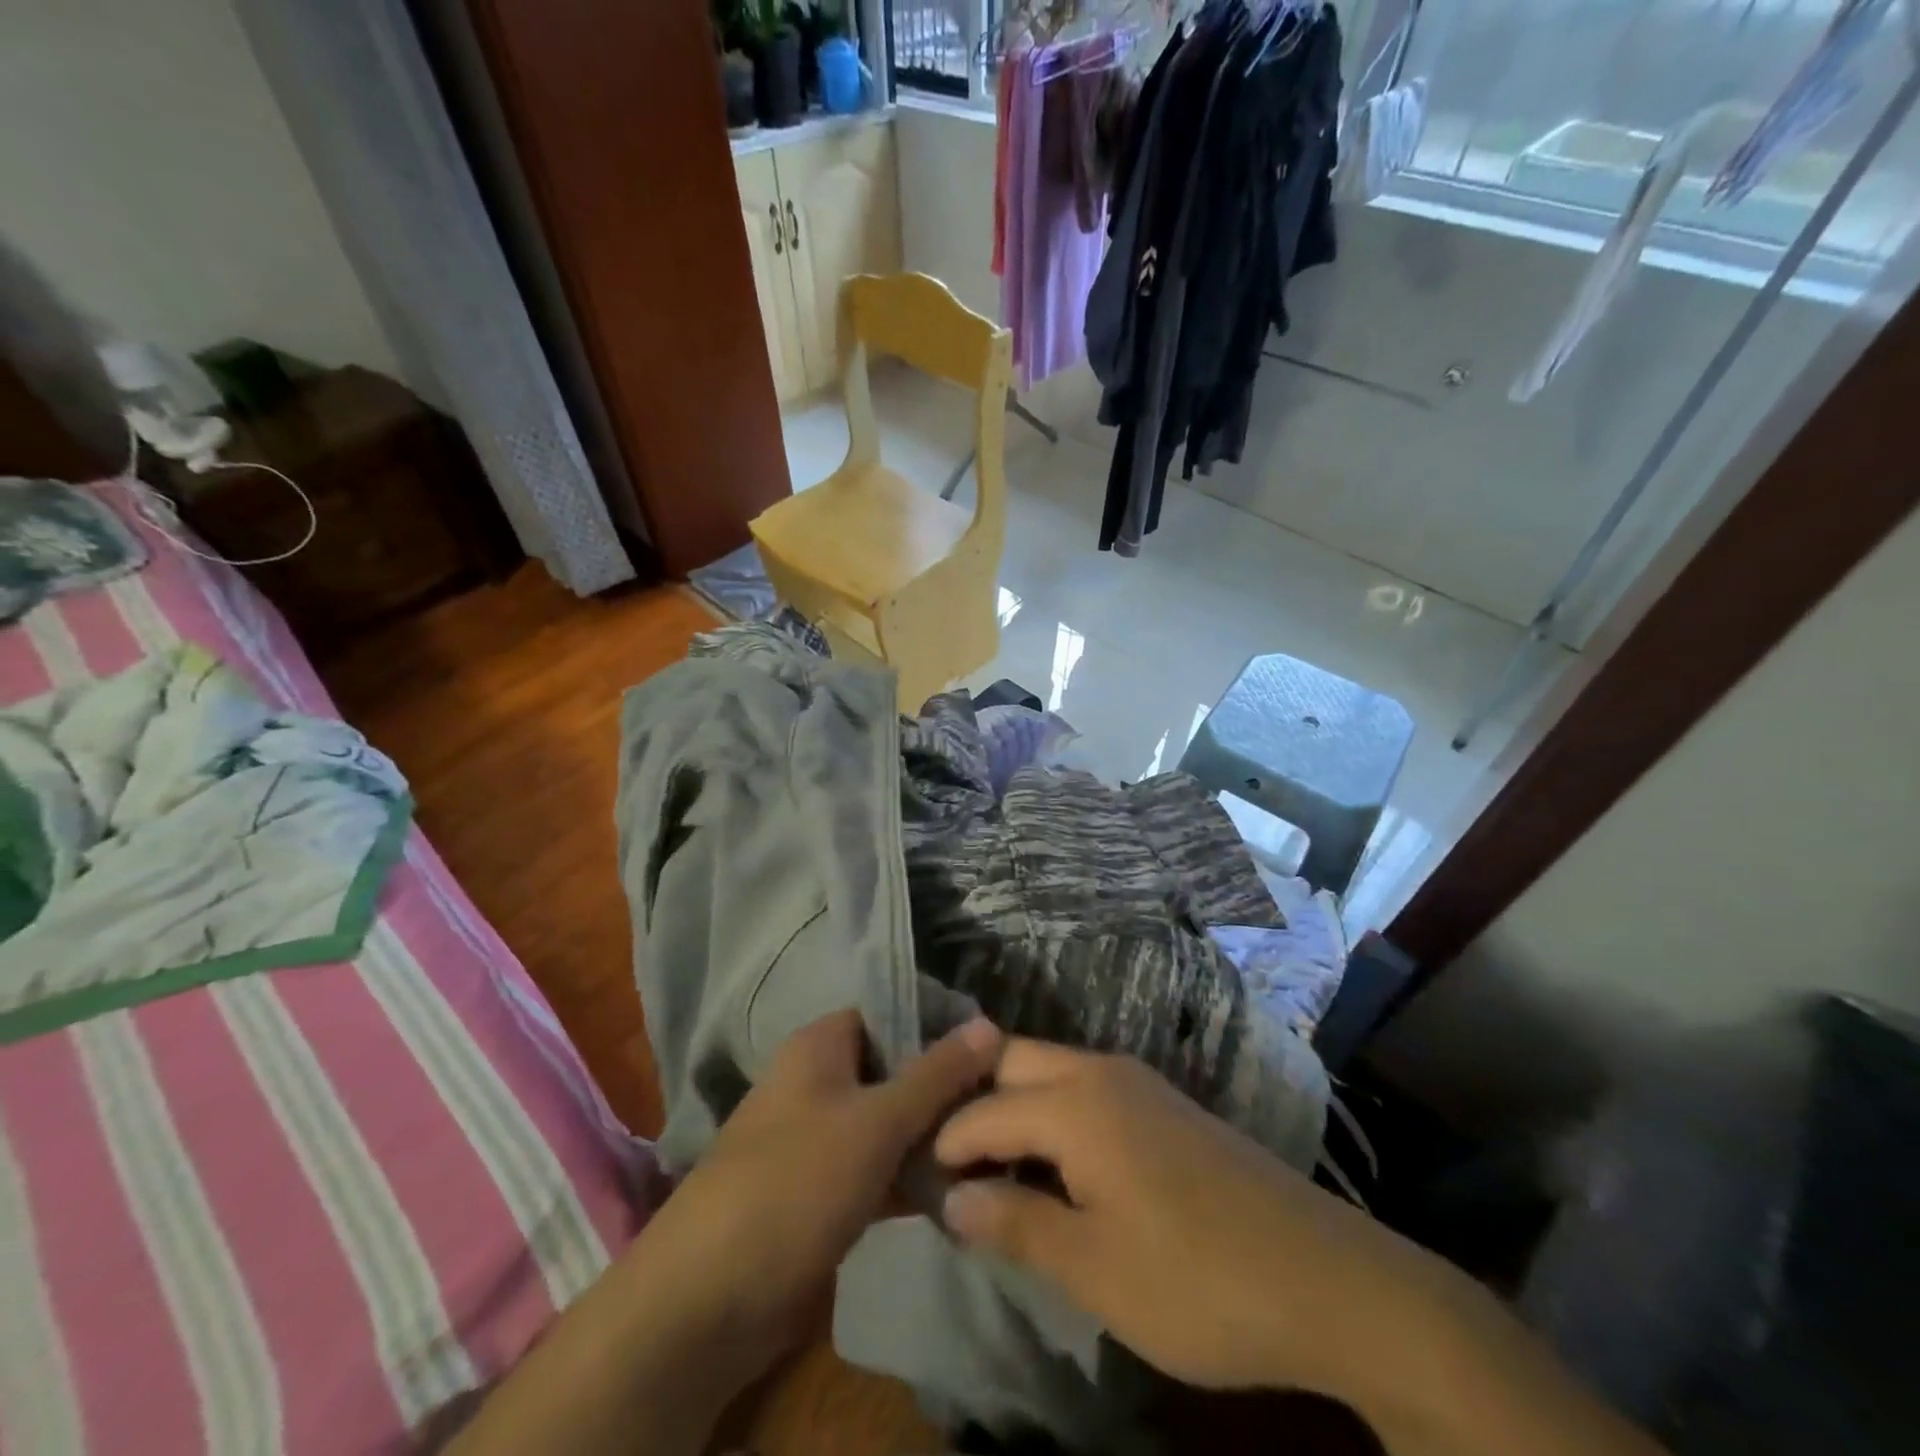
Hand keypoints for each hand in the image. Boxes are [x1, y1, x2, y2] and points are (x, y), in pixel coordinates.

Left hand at [451, 1012, 1001, 1455]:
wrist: (708, 1300)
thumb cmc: (796, 1183)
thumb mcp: (877, 1121)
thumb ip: (936, 1074)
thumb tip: (990, 1022)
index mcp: (821, 1045)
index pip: (892, 1013)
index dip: (941, 1026)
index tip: (996, 1050)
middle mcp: (818, 1082)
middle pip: (894, 1069)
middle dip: (944, 1089)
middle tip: (1004, 1106)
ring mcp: (817, 1138)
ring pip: (888, 1123)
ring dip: (932, 1138)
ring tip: (994, 1150)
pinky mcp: (820, 1192)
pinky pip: (876, 1169)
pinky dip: (910, 1178)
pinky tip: (956, 1192)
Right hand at [932, 1039, 1460, 1402]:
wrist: (1327, 1280)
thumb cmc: (1199, 1281)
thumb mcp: (1095, 1269)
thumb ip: (1016, 1224)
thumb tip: (952, 1199)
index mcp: (1077, 1103)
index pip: (984, 1110)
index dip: (945, 1144)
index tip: (915, 1181)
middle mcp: (1102, 1072)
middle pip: (1013, 1063)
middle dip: (973, 1101)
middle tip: (944, 1159)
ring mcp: (1139, 1084)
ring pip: (1050, 1071)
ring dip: (1012, 1106)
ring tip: (988, 1165)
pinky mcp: (1164, 1106)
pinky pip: (1085, 1090)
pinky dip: (1051, 1114)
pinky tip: (1051, 1165)